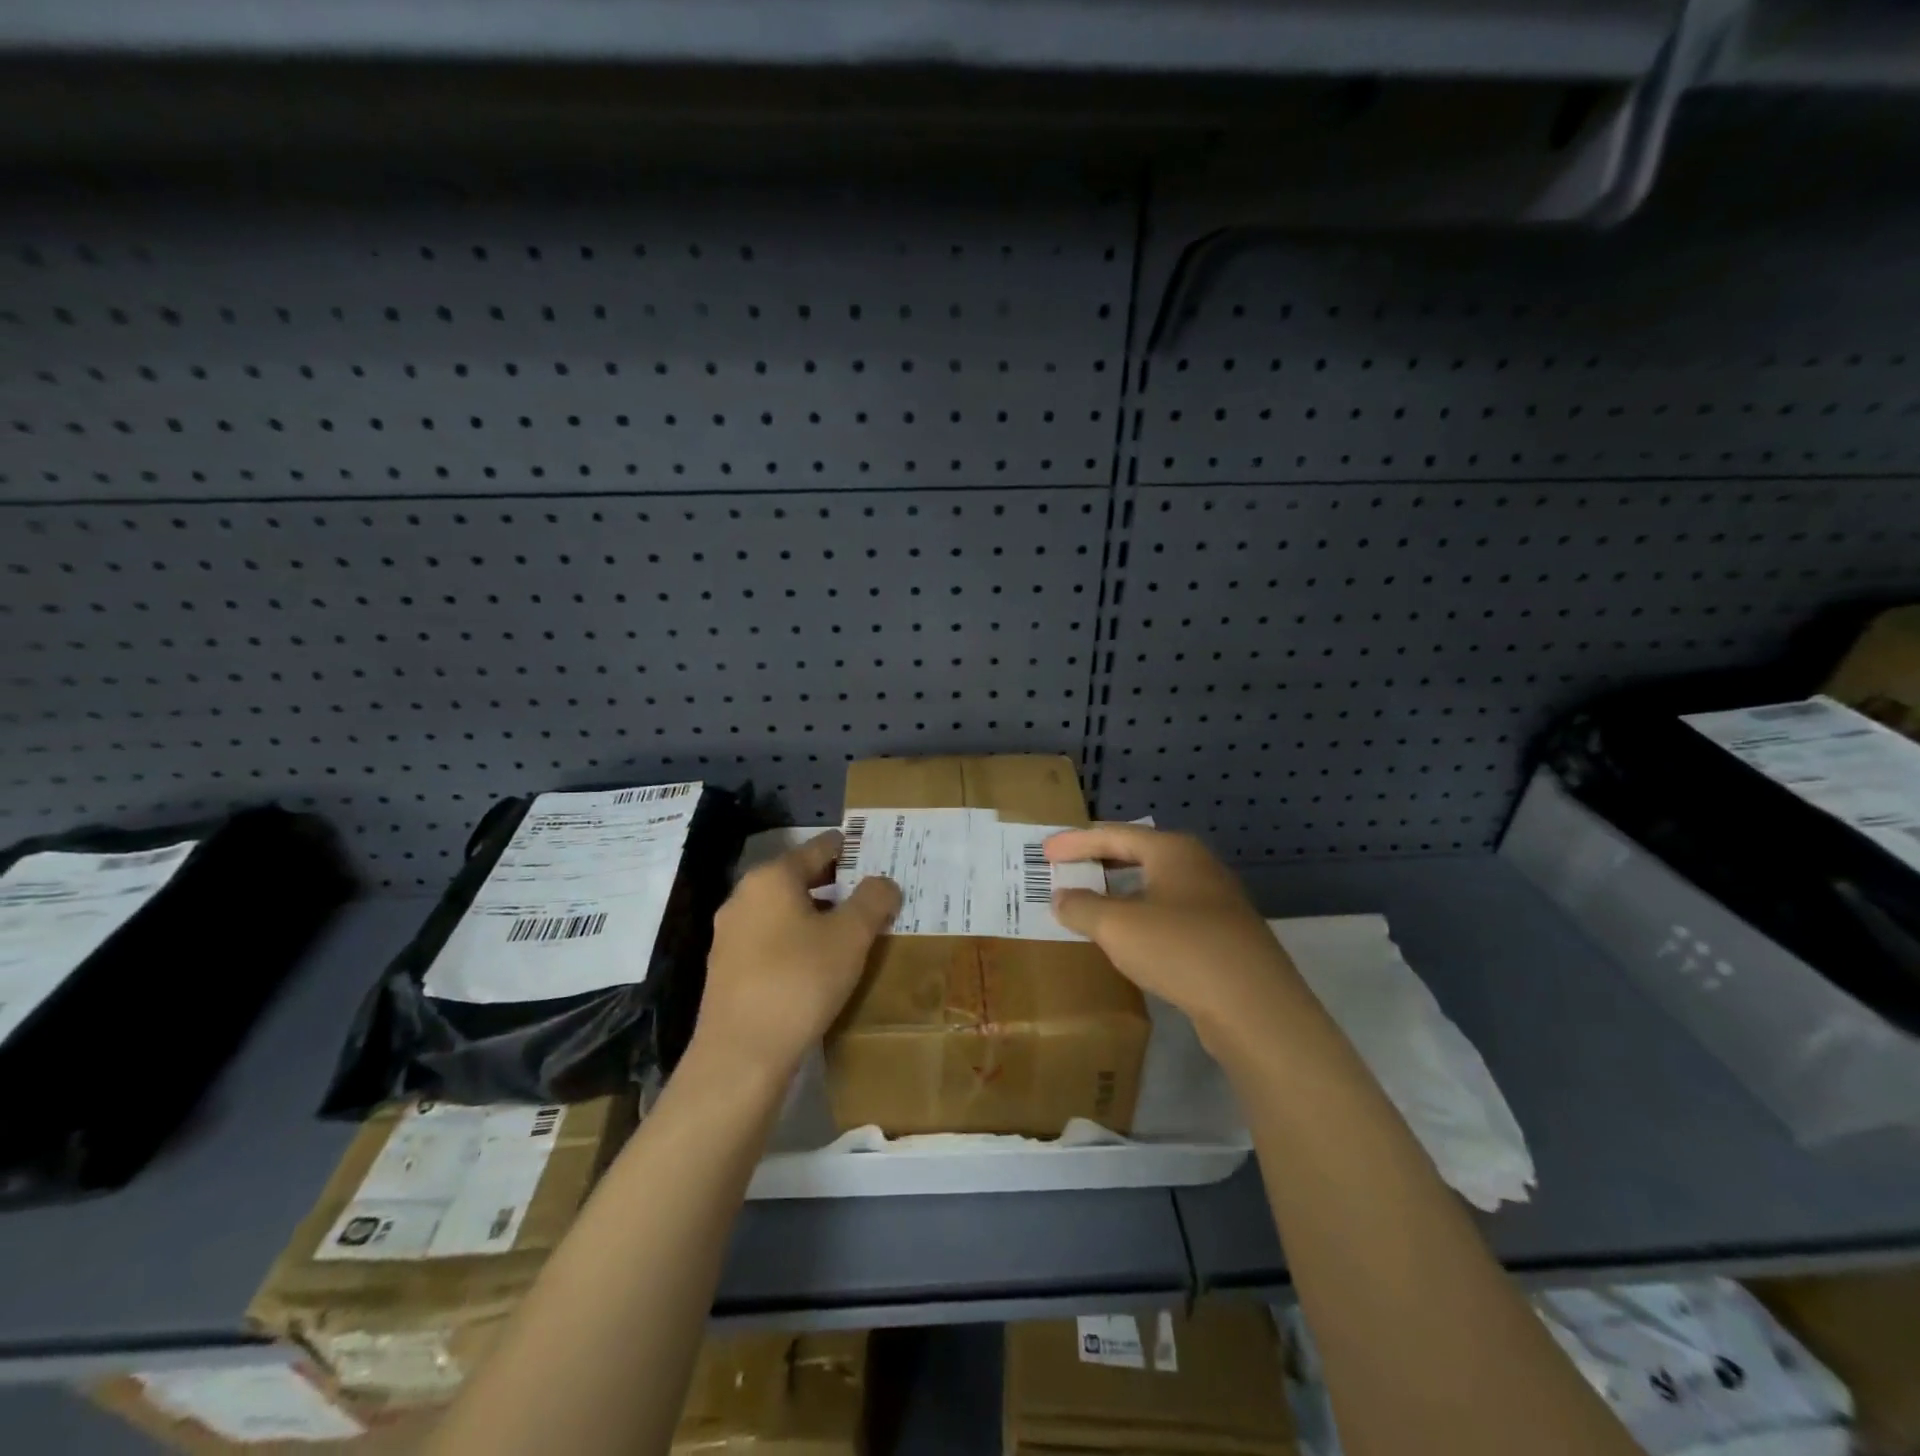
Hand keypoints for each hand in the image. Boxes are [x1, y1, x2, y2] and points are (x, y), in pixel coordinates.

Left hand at [693, 832, 900, 1080]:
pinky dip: (797, 940)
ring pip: (784, 911)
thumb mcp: (850, 936)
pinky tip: (819, 963)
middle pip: (799, 878)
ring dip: (817, 915)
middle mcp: (744, 896)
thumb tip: (884, 882)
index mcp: (772, 878)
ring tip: (852, 930)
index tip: (877, 854)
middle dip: (837, 884)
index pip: (818, 848)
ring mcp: (730, 934)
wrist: (740, 1056)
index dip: (851, 849)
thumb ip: (873, 900)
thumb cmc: (799, 981)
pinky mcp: (726, 969)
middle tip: (873, 894)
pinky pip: (770, 940)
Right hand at [1046, 825, 1306, 1055]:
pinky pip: (1170, 914)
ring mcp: (1215, 902)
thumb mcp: (1117, 926)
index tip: (1044, 852)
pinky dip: (1140, 917)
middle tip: (1065, 869)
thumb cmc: (1180, 949)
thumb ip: (1082, 907)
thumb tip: (1061, 897)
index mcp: (1173, 851)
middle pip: (1137, 854)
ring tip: (1090, 902)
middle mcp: (1197, 866)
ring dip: (1119, 892)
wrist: (1255, 1006)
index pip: (1113, 834)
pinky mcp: (1223, 936)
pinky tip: (1128, 938)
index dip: (1075, 842)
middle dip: (1098, 862)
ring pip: (1155, 886)